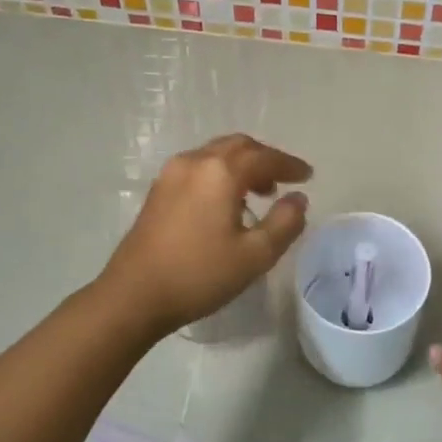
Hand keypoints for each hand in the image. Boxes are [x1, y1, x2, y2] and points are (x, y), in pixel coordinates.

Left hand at [100, 134, 310, 335]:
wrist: (133, 295)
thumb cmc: (199, 274)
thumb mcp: (254, 255)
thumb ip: (284, 223)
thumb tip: (298, 199)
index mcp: (220, 172)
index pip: (264, 157)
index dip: (289, 165)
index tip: (308, 176)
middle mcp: (195, 161)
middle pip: (238, 146)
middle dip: (265, 159)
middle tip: (284, 181)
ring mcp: (171, 174)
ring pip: (215, 154)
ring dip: (242, 165)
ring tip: (259, 193)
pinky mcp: (158, 190)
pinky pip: (199, 168)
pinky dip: (220, 173)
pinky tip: (226, 203)